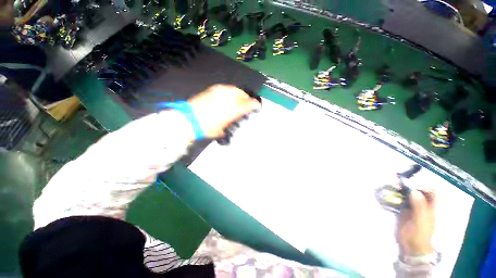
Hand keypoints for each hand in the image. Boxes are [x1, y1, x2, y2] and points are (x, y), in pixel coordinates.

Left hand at [188, 85, 261, 138]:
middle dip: (247, 98)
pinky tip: (228, 96)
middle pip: (243, 95)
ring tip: (239, 98)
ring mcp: (220, 92)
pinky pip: (225, 89)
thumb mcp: (221, 129)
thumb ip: (230, 122)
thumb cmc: (206, 128)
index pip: (248, 105)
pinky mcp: (212, 90)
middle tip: (248, 103)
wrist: (189, 119)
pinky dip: (230, 92)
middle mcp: (228, 99)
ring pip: (235, 90)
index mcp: (232, 110)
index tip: (257, 106)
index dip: (254, 105)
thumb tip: (233, 118)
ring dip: (239, 94)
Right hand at [397, 189, 435, 255]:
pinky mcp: (402, 212)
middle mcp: (421, 206)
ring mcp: (412, 209)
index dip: (423, 188)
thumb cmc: (420, 233)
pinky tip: (389, 196)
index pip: (431, 193)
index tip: (412, 188)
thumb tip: (413, 191)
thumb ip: (419, 206)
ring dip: (400, 192)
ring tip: (391, 188)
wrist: (411, 246)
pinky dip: (395, 198)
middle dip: (408, 188)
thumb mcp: (421, 220)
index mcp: (430, 208)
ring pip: (407, 197)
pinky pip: (399, 202)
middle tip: (397, 185)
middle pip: (417, 193)